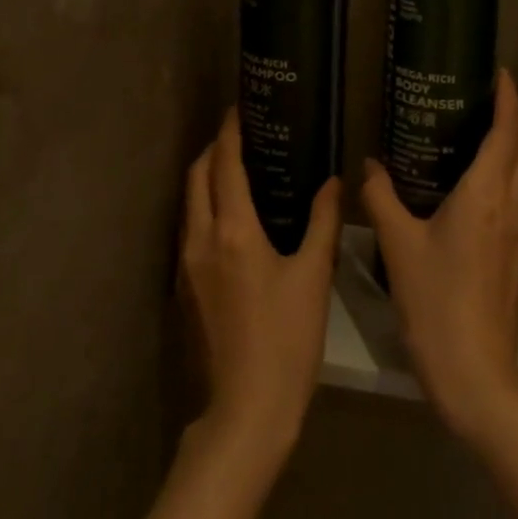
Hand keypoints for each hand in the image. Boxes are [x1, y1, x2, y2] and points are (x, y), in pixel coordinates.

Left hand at [179, 109, 342, 467]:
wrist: (246, 410)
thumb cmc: (286, 340)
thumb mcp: (313, 276)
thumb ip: (323, 221)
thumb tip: (333, 181)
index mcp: (233, 231)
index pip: (225, 165)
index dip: (230, 132)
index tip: (239, 108)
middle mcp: (200, 239)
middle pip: (197, 176)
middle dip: (213, 149)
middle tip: (242, 135)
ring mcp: (186, 265)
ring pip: (189, 202)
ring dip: (206, 177)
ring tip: (237, 168)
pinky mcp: (184, 287)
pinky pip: (190, 228)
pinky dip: (205, 206)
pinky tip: (231, 216)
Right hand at [362, 70, 517, 443]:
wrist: (477, 374)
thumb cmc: (434, 302)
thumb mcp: (398, 245)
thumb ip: (382, 198)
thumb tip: (369, 165)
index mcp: (487, 193)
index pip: (510, 131)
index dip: (510, 98)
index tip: (502, 74)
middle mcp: (516, 205)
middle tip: (490, 102)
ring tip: (491, 136)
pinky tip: (492, 190)